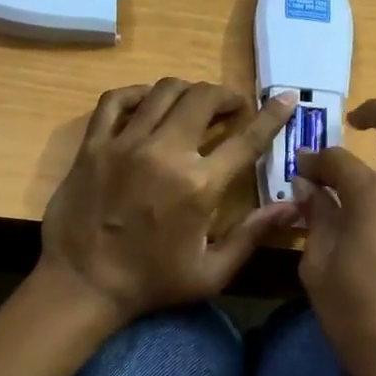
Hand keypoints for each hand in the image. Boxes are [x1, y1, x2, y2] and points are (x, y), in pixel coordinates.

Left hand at [40, 79, 298, 325]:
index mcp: (199, 185)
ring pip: (163, 91)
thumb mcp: (211, 272)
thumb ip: (252, 235)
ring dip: (187, 91)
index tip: (286, 98)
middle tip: (232, 108)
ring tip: (194, 103)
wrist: (83, 284)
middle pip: (203, 99)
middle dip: (225, 96)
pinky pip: (115, 100)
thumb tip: (292, 206)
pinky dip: (136, 93)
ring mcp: (125, 144)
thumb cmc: (152, 282)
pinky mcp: (93, 145)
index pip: (246, 139)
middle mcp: (165, 153)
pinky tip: (147, 101)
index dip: (272, 115)